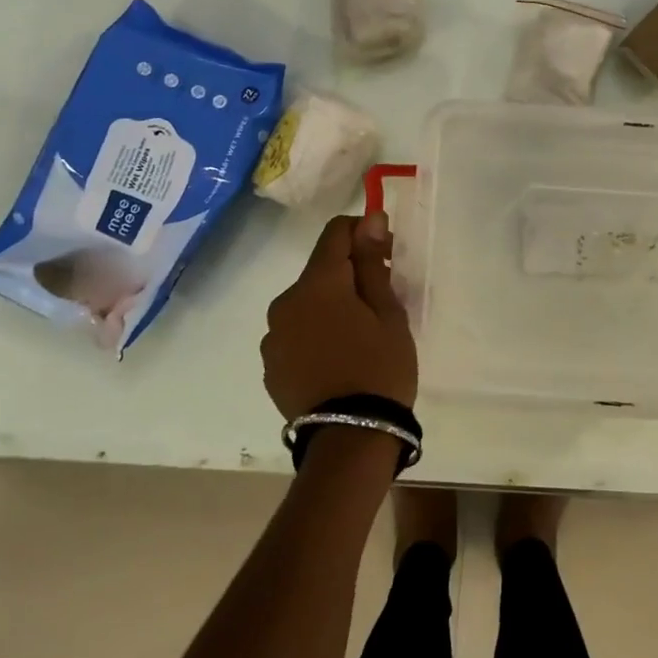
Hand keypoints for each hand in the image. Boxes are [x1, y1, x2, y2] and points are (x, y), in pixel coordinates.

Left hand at [262, 211, 416, 419]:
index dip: (363, 232)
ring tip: (358, 337)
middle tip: (381, 300)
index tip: (387, 253)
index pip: (336, 233)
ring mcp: (272, 335)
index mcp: (317, 283)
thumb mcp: (388, 313)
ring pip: (306, 304)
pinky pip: (295, 333)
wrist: (350, 438)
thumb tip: (370, 219)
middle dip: (349, 274)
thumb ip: (373, 262)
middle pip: (320, 271)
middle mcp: (285, 302)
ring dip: (330, 306)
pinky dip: (315, 333)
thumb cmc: (380, 368)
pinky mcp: (269, 365)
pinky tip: (336, 359)